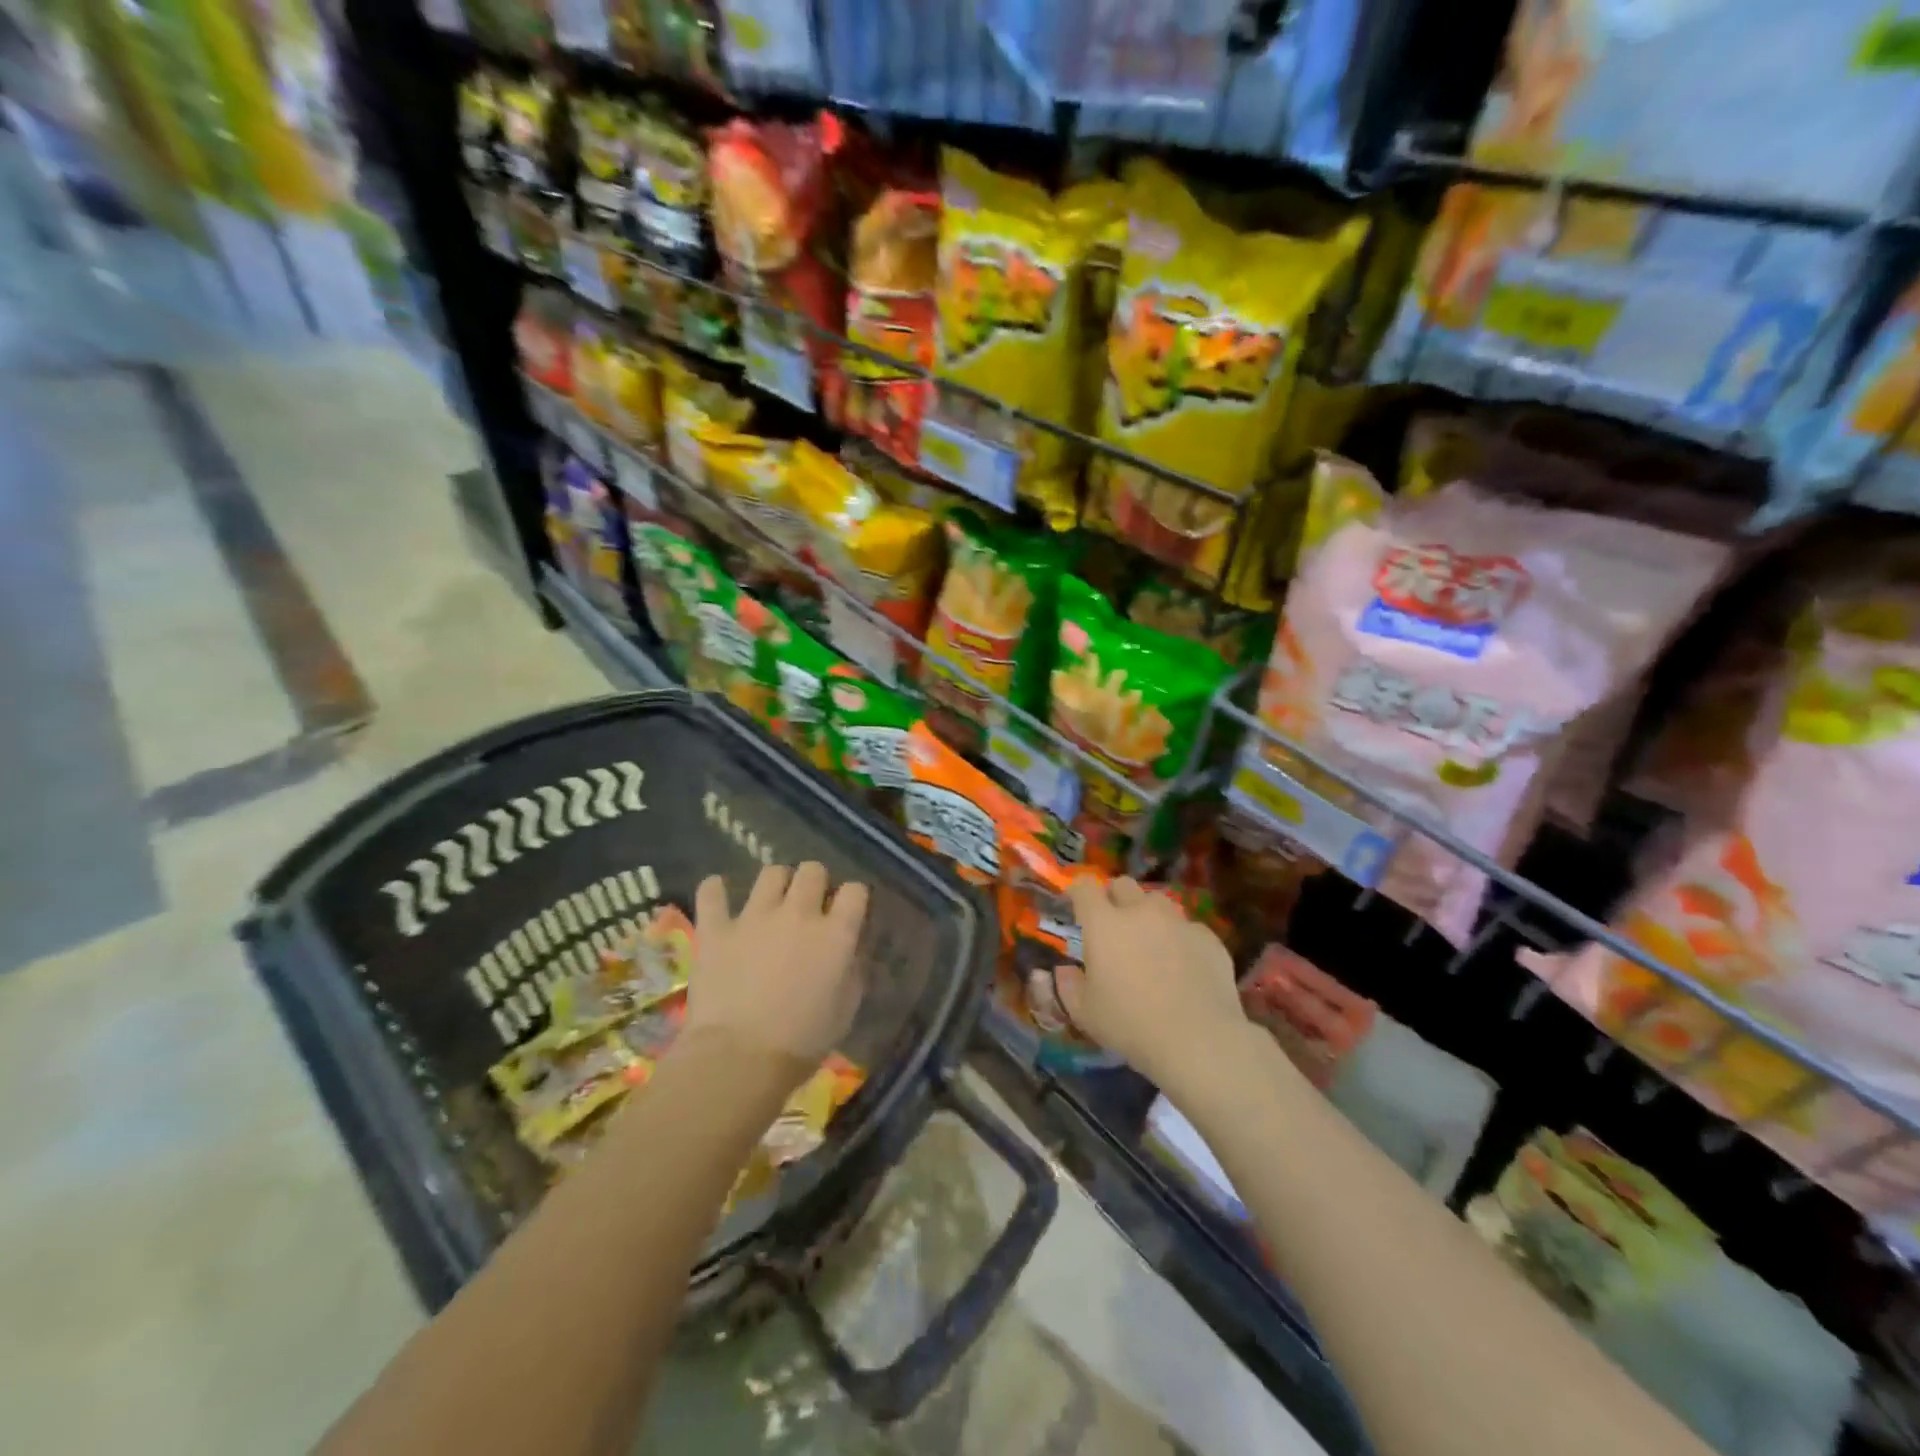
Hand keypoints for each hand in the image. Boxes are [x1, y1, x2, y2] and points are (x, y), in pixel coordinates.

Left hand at [687, 863, 867, 1081]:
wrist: (740, 1059)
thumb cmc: (802, 1043)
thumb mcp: (845, 1010)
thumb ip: (852, 972)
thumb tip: (849, 952)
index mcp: (835, 934)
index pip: (855, 890)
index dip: (853, 897)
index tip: (848, 911)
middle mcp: (798, 914)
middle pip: (813, 870)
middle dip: (815, 882)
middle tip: (809, 905)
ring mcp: (754, 917)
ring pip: (771, 872)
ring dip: (776, 883)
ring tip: (771, 901)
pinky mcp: (717, 929)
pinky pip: (712, 893)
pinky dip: (715, 890)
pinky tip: (718, 893)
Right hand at [1055, 877, 1248, 1090]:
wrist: (1199, 1039)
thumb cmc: (1131, 1024)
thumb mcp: (1086, 1013)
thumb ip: (1069, 986)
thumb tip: (1065, 971)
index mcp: (1104, 924)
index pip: (1085, 888)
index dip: (1078, 892)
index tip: (1075, 905)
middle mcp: (1140, 912)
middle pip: (1124, 884)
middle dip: (1115, 897)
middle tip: (1114, 925)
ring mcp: (1177, 921)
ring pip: (1158, 903)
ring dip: (1149, 915)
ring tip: (1151, 944)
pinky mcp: (1208, 938)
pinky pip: (1188, 928)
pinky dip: (1180, 940)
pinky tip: (1184, 967)